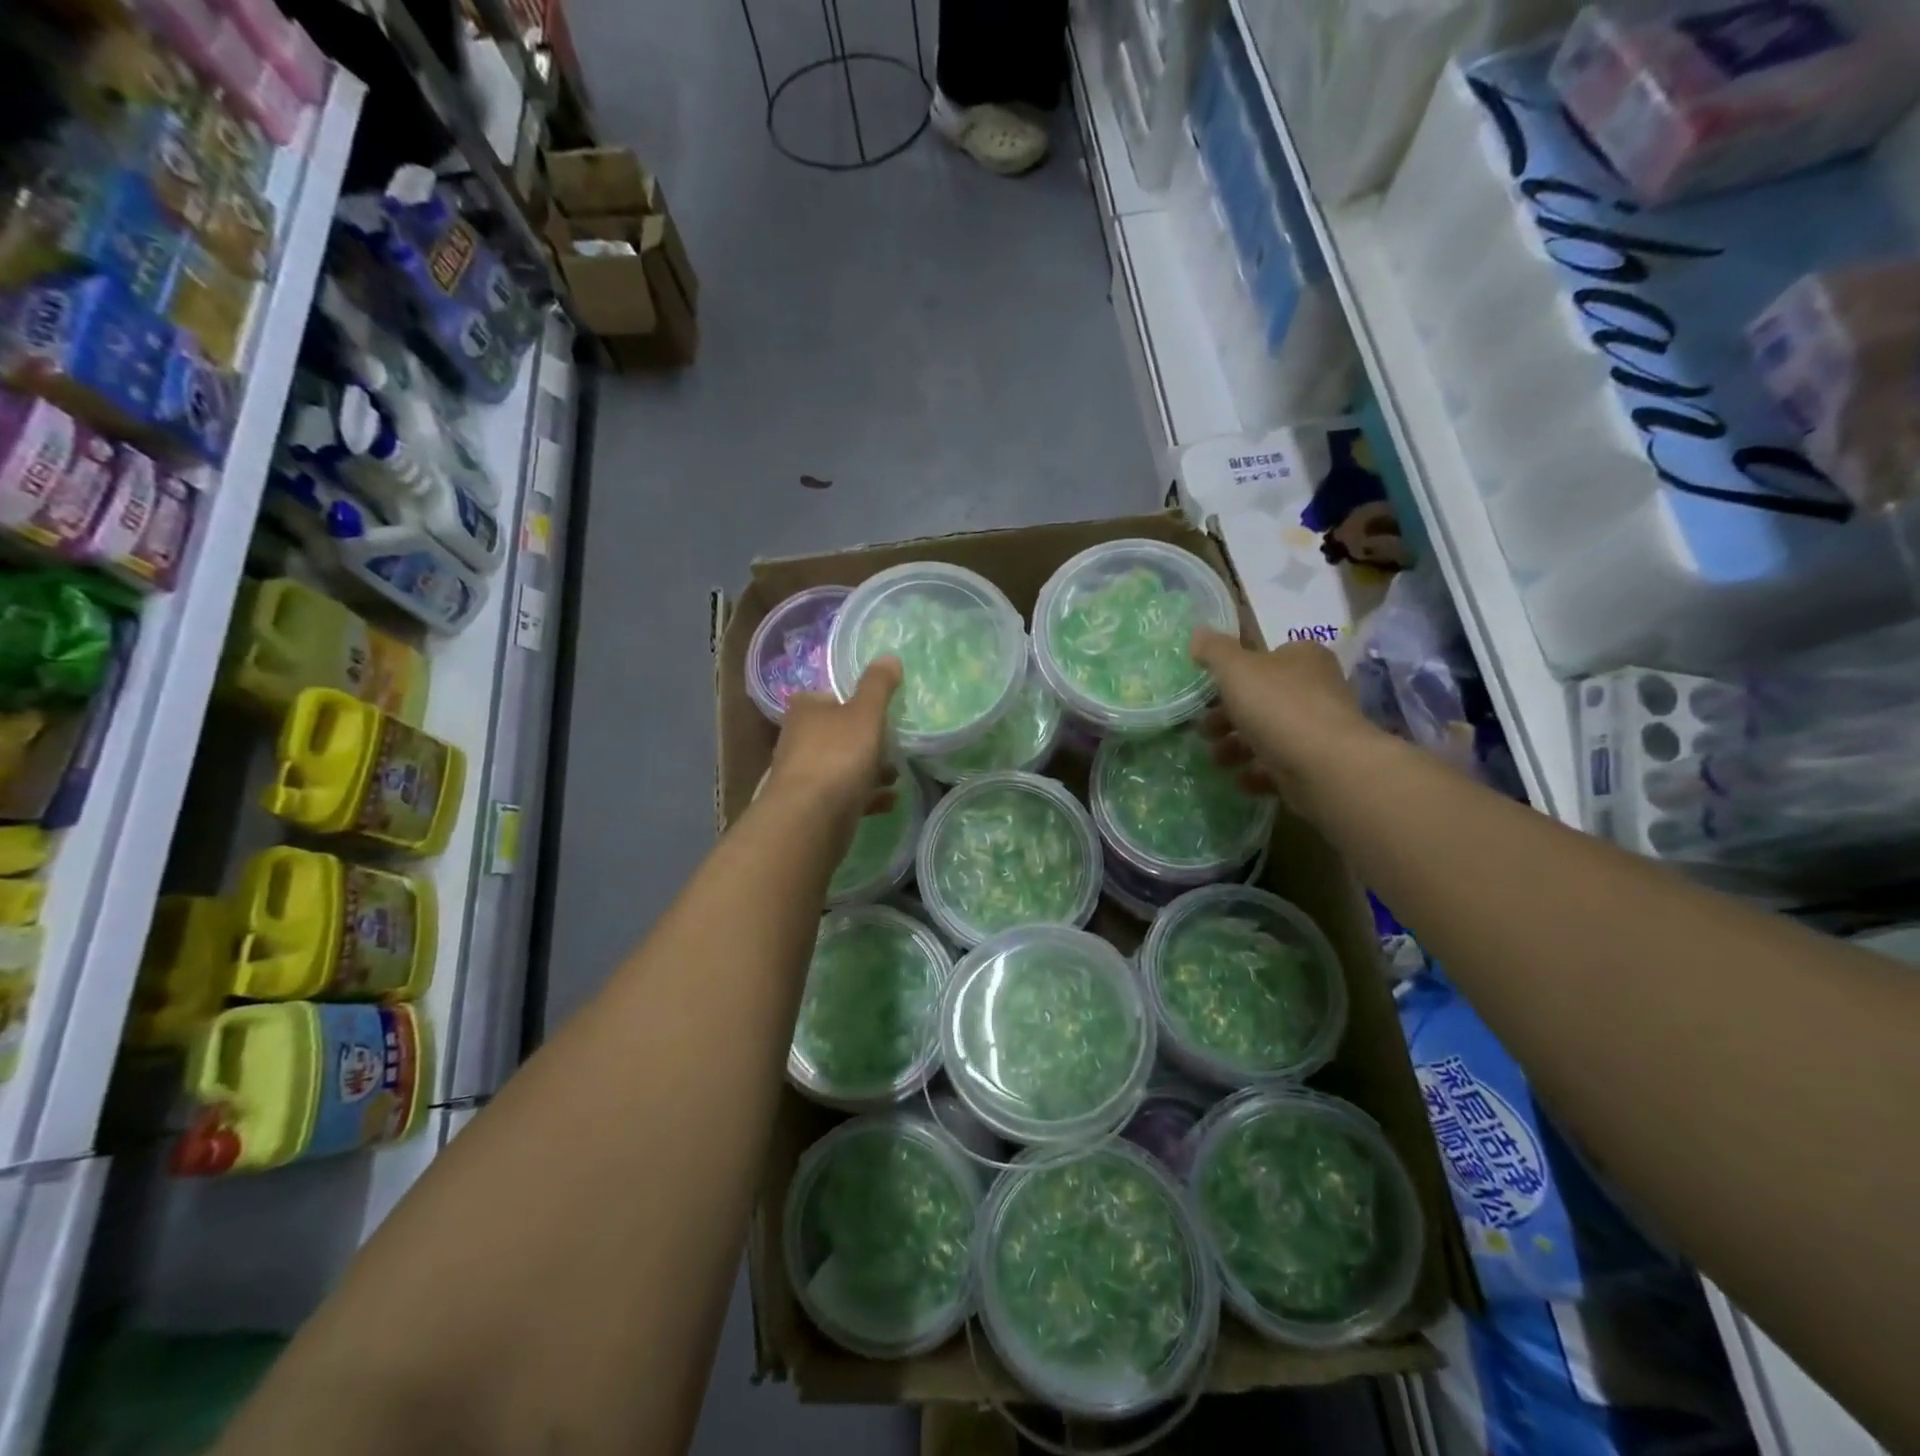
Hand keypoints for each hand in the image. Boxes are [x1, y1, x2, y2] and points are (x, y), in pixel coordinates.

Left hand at [764, 657, 902, 825]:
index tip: (880, 710)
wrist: (810, 819)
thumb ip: (878, 686)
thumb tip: (888, 657)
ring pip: (842, 766)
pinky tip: (890, 801)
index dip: (854, 702)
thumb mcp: (865, 713)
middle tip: (895, 744)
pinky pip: (845, 796)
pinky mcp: (813, 807)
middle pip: (838, 733)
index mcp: (805, 710)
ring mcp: (804, 775)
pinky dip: (866, 796)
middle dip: (867, 740)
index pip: (829, 696)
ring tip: (896, 776)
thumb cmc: (838, 755)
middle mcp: (798, 739)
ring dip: (869, 770)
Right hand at [1190, 628, 1375, 812]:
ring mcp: (1319, 729)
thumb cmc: (1279, 707)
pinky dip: (1257, 772)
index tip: (1208, 693)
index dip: (1233, 674)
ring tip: (1219, 760)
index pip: (1264, 658)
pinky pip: (1279, 766)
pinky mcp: (1318, 764)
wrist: (1325, 767)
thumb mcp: (1236, 669)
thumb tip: (1198, 633)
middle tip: (1205, 731)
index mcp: (1303, 657)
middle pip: (1261, 699)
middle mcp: (1316, 688)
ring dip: (1236, 748)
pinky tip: (1242, 779)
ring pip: (1267, 734)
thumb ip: (1214, 650)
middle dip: (1227, 717)